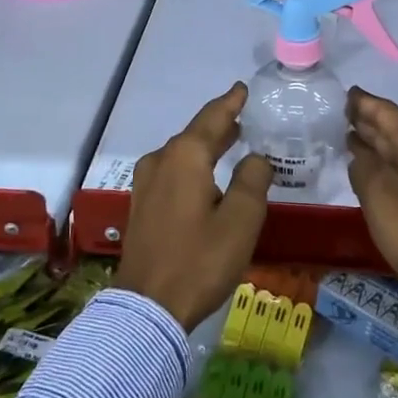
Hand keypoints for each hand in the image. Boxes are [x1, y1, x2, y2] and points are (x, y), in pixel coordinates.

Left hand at [114, 83, 274, 329]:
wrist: (147, 309)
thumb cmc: (199, 260)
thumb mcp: (241, 220)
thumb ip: (253, 180)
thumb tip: (256, 158)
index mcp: (186, 156)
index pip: (213, 117)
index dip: (230, 102)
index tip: (243, 88)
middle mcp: (161, 161)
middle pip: (195, 134)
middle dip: (220, 125)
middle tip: (243, 117)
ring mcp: (146, 184)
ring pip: (182, 154)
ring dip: (206, 146)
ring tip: (230, 142)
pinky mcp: (141, 206)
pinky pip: (172, 172)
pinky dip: (193, 166)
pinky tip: (206, 177)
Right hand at [346, 88, 397, 296]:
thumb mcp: (382, 199)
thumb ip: (365, 170)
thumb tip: (360, 154)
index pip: (389, 115)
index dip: (366, 104)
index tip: (348, 93)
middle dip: (372, 122)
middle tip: (347, 113)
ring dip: (381, 144)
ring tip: (356, 137)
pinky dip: (392, 164)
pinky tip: (380, 172)